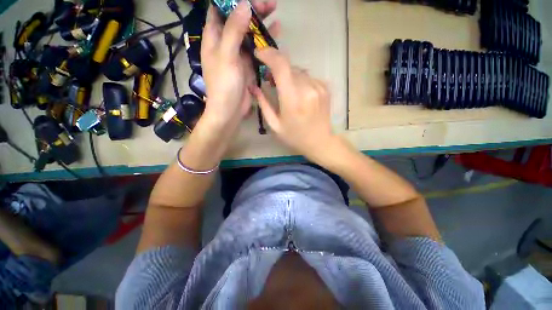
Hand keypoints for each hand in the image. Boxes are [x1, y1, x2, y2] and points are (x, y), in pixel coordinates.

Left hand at [201, 0, 279, 129]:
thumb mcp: (227, 57)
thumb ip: (233, 31)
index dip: (231, 1)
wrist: (230, 111)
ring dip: (260, 24)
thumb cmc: (224, 85)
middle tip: (269, 4)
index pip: (219, 10)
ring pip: (249, 34)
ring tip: (274, 13)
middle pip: (237, 20)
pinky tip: (275, 34)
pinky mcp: (248, 66)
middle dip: (251, 10)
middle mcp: (225, 43)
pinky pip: (256, 50)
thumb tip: (244, 5)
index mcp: (214, 38)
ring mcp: (238, 55)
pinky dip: (264, 42)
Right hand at [251, 48, 338, 163]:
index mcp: (293, 100)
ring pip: (298, 71)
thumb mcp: (275, 125)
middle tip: (270, 80)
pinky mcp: (325, 87)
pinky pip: (307, 77)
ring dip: (288, 76)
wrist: (320, 142)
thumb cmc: (295, 137)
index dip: (269, 55)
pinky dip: (299, 81)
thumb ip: (264, 104)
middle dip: (276, 68)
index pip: (281, 65)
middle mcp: (307, 89)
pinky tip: (298, 94)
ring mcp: (318, 87)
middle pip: (289, 66)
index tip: (259, 54)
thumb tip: (254, 87)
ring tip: (284, 89)